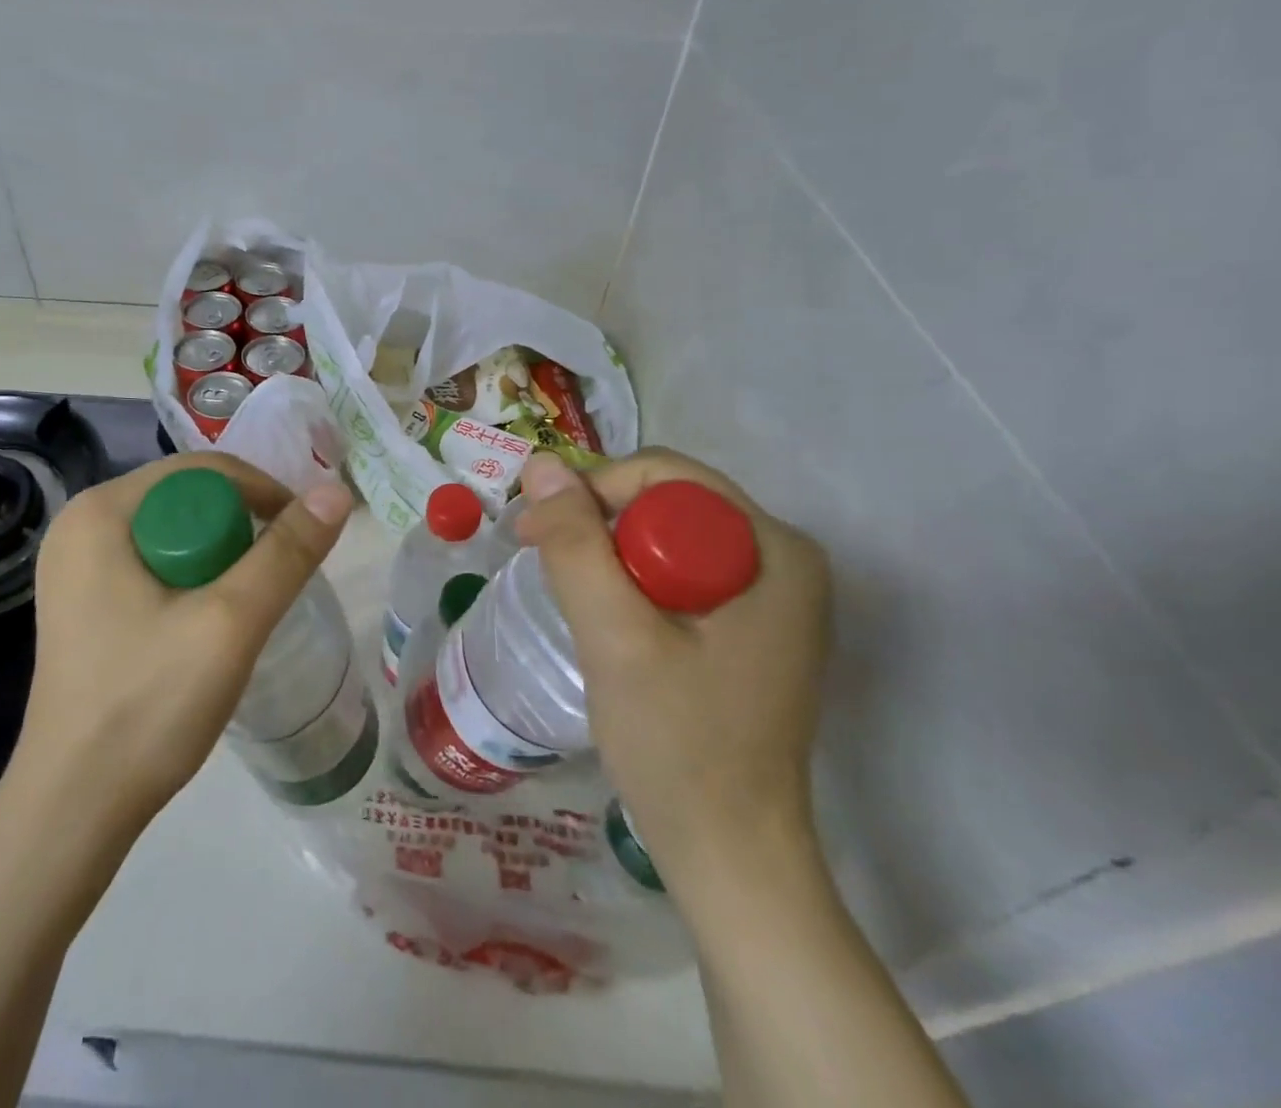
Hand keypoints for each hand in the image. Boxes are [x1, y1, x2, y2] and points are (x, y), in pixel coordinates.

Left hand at [13, 453, 353, 836]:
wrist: (75, 808)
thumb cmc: (148, 705)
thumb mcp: (231, 622)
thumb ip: (286, 553)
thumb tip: (336, 493)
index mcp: (100, 511)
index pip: (202, 470)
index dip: (262, 494)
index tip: (302, 539)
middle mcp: (81, 525)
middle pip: (188, 500)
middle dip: (240, 533)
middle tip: (273, 584)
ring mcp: (76, 566)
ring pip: (175, 534)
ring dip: (221, 560)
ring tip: (246, 609)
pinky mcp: (84, 602)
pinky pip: (155, 564)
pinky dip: (193, 581)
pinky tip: (208, 624)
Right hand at [515, 449, 830, 886]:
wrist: (729, 854)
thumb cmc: (679, 745)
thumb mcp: (616, 636)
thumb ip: (576, 545)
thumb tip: (540, 463)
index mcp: (775, 549)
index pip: (664, 476)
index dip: (592, 492)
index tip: (536, 534)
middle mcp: (782, 559)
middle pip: (665, 503)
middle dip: (598, 526)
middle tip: (545, 567)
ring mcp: (769, 595)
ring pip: (665, 537)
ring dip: (608, 556)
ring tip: (573, 601)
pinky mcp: (748, 626)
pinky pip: (676, 573)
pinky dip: (630, 584)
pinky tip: (608, 622)